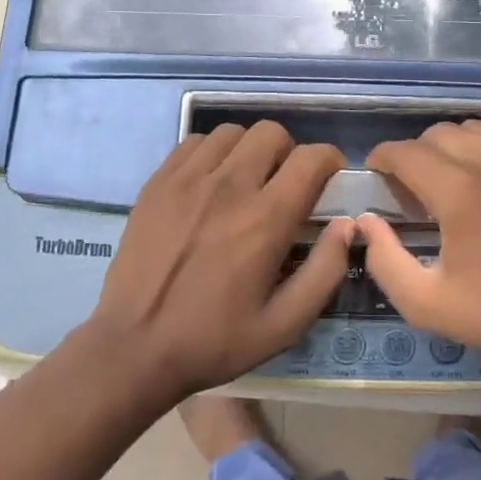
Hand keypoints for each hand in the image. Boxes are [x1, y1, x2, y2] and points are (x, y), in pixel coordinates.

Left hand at [86, 121, 351, 400]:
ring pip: (232, 132)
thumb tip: (346, 224)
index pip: (310, 158)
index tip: (329, 178)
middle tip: (284, 184)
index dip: (329, 160)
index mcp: (265, 219)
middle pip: (272, 133)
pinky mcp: (158, 183)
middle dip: (289, 152)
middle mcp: (229, 186)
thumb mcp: (285, 324)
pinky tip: (209, 184)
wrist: (134, 347)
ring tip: (245, 181)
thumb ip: (325, 270)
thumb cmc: (215, 340)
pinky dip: (212, 153)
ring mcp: (188, 180)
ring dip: (249, 150)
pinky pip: (194, 143)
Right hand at [358, 119, 480, 376]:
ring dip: (450, 147)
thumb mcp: (425, 303)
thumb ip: (384, 259)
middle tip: (411, 192)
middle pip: (435, 135)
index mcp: (457, 190)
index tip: (375, 175)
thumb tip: (366, 221)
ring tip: (449, 180)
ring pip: (471, 128)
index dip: (382, 159)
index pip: (404, 152)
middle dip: (413, 156)